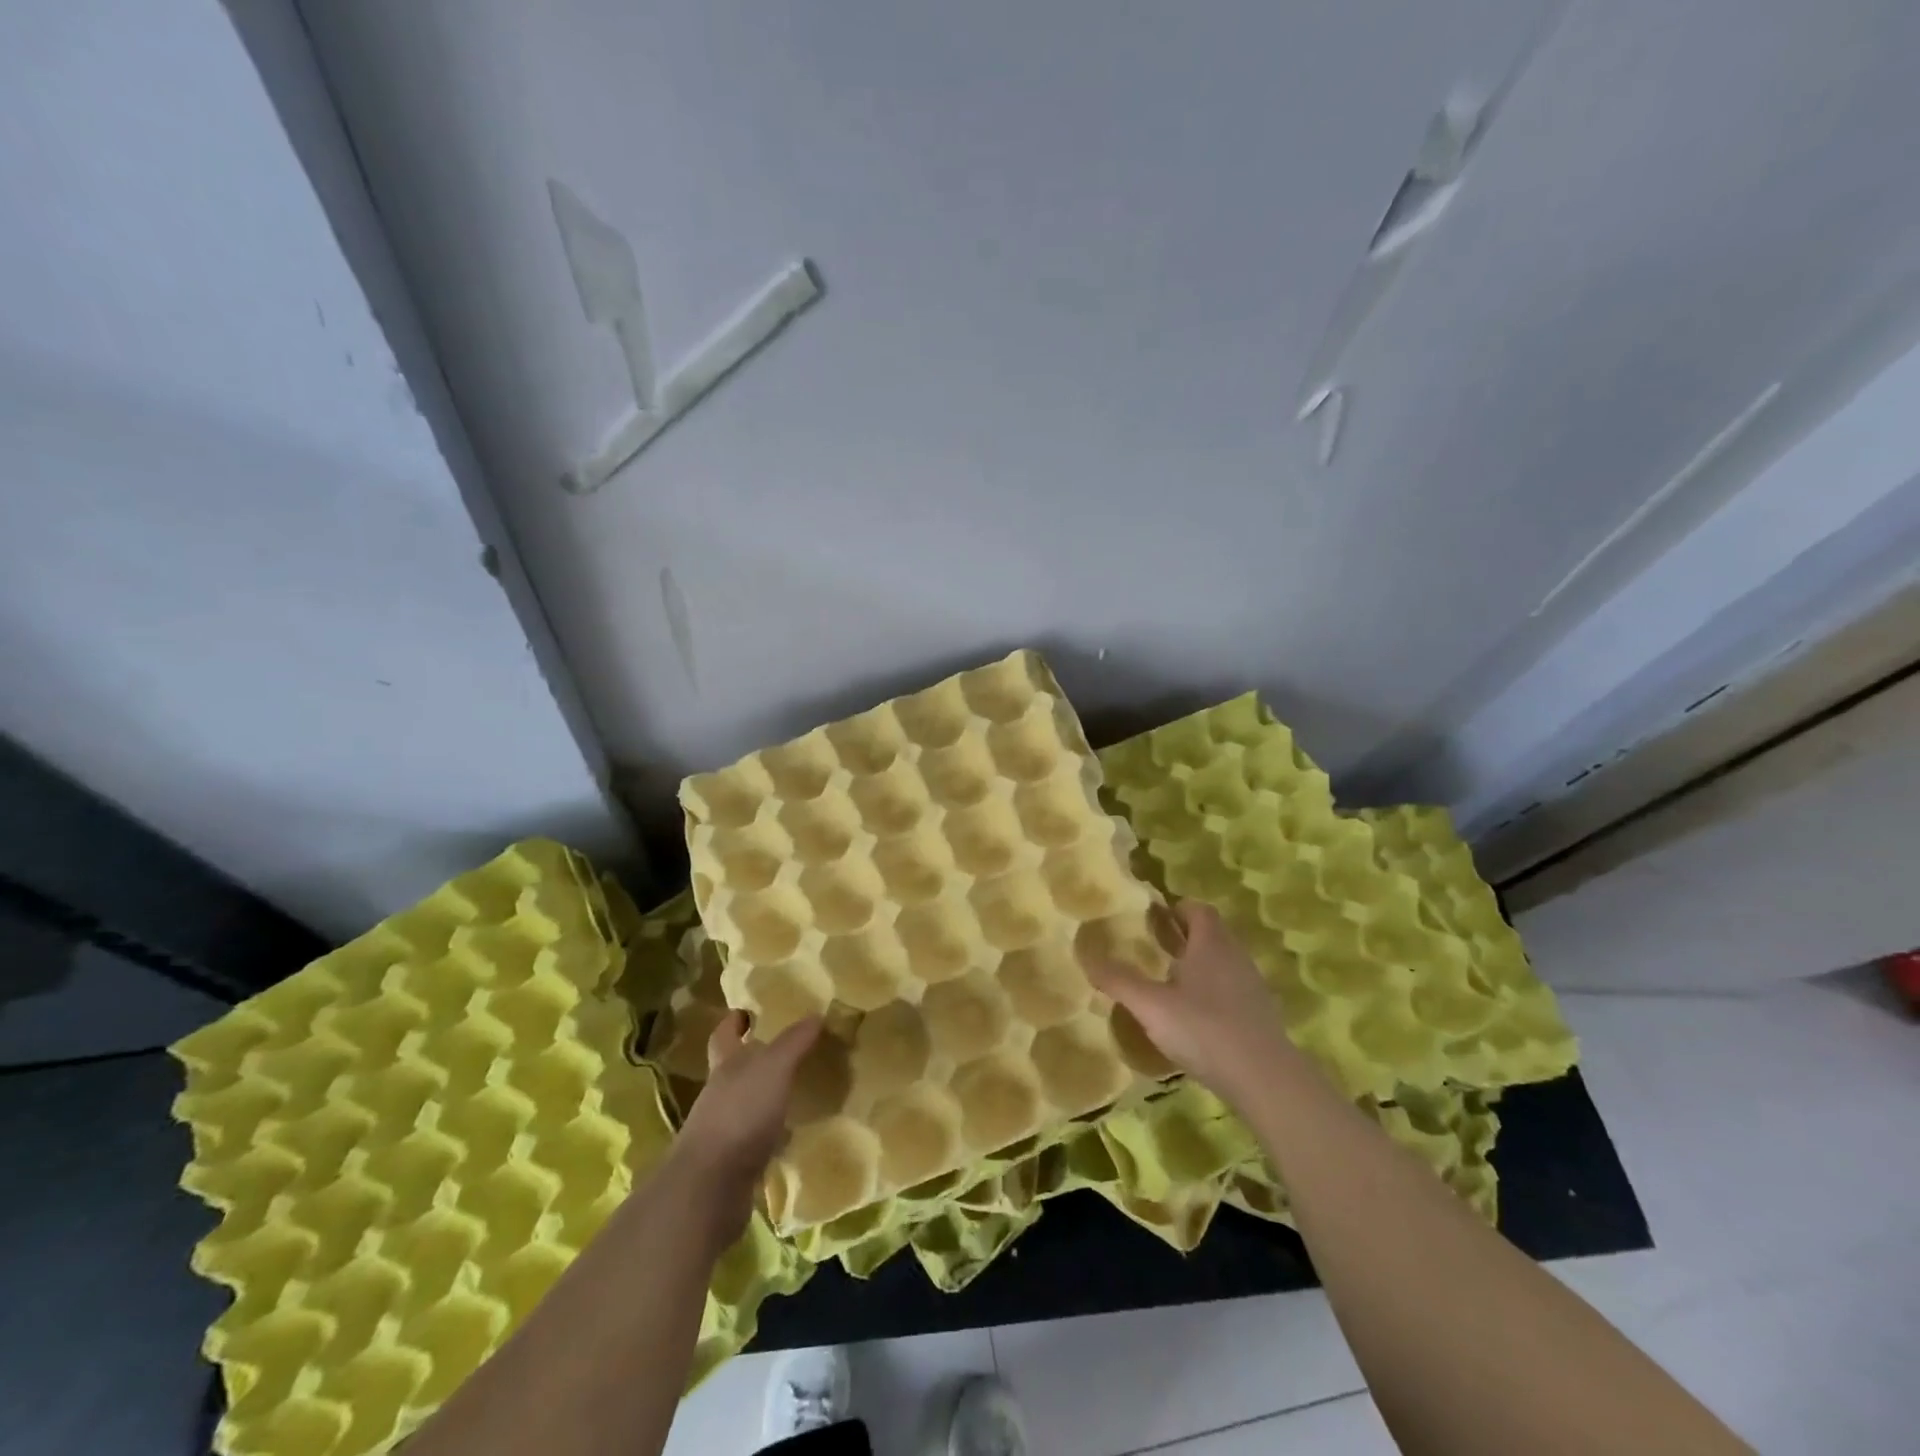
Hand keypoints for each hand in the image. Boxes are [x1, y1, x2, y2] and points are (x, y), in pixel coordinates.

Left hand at [669, 1011, 820, 1246]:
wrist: (709, 1190)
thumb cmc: (740, 1114)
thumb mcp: (773, 1069)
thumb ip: (793, 1042)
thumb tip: (815, 1014)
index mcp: (725, 1066)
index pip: (725, 1034)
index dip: (734, 1021)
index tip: (747, 1012)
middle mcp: (720, 1095)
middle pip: (734, 1070)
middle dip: (755, 1059)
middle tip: (787, 1050)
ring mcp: (723, 1131)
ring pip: (747, 1105)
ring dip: (767, 1098)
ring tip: (798, 1090)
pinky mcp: (733, 1165)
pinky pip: (756, 1141)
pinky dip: (773, 1135)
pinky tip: (793, 1136)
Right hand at [1088, 901, 1302, 1107]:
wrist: (1265, 1079)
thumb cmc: (1204, 1029)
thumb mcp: (1151, 1006)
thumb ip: (1119, 980)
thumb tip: (1086, 955)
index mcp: (1211, 944)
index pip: (1198, 910)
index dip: (1177, 908)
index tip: (1155, 917)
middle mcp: (1235, 957)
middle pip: (1212, 934)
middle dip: (1185, 936)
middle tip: (1156, 946)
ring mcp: (1252, 987)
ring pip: (1223, 962)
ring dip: (1200, 964)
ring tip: (1171, 981)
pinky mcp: (1260, 1016)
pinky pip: (1233, 990)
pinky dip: (1214, 993)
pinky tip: (1196, 1017)